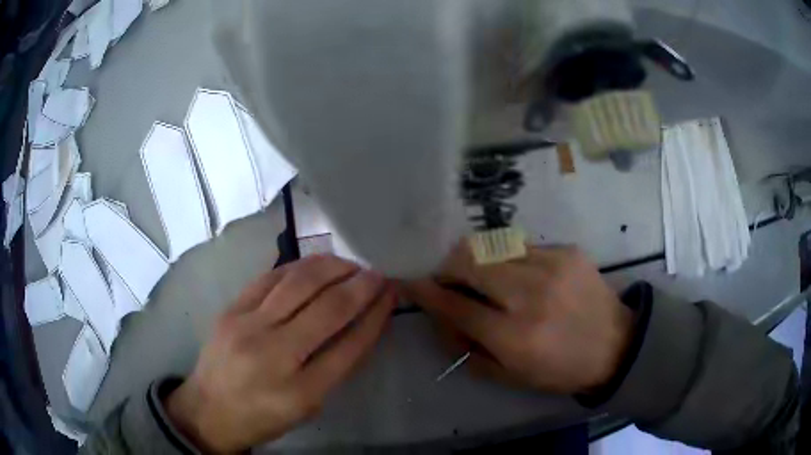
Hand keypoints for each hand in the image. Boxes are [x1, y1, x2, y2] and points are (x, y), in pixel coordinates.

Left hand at [165, 255, 394, 452]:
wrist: (209, 409)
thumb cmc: (263, 416)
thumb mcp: (308, 407)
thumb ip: (336, 367)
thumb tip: (362, 324)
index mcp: (301, 391)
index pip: (350, 345)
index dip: (376, 315)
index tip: (390, 294)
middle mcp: (274, 354)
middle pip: (329, 308)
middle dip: (360, 285)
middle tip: (377, 273)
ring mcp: (247, 326)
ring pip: (299, 283)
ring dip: (332, 267)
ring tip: (350, 263)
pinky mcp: (231, 309)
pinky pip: (270, 277)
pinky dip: (298, 267)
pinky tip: (315, 265)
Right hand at [403, 244, 632, 394]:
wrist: (616, 344)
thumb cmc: (562, 369)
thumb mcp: (512, 375)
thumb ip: (469, 349)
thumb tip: (441, 319)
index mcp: (515, 336)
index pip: (456, 306)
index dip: (427, 293)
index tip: (410, 283)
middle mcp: (531, 295)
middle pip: (469, 262)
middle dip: (448, 267)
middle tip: (449, 278)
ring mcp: (552, 266)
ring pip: (492, 246)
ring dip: (477, 259)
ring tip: (484, 276)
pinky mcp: (567, 251)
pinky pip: (521, 246)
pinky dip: (509, 259)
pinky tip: (521, 276)